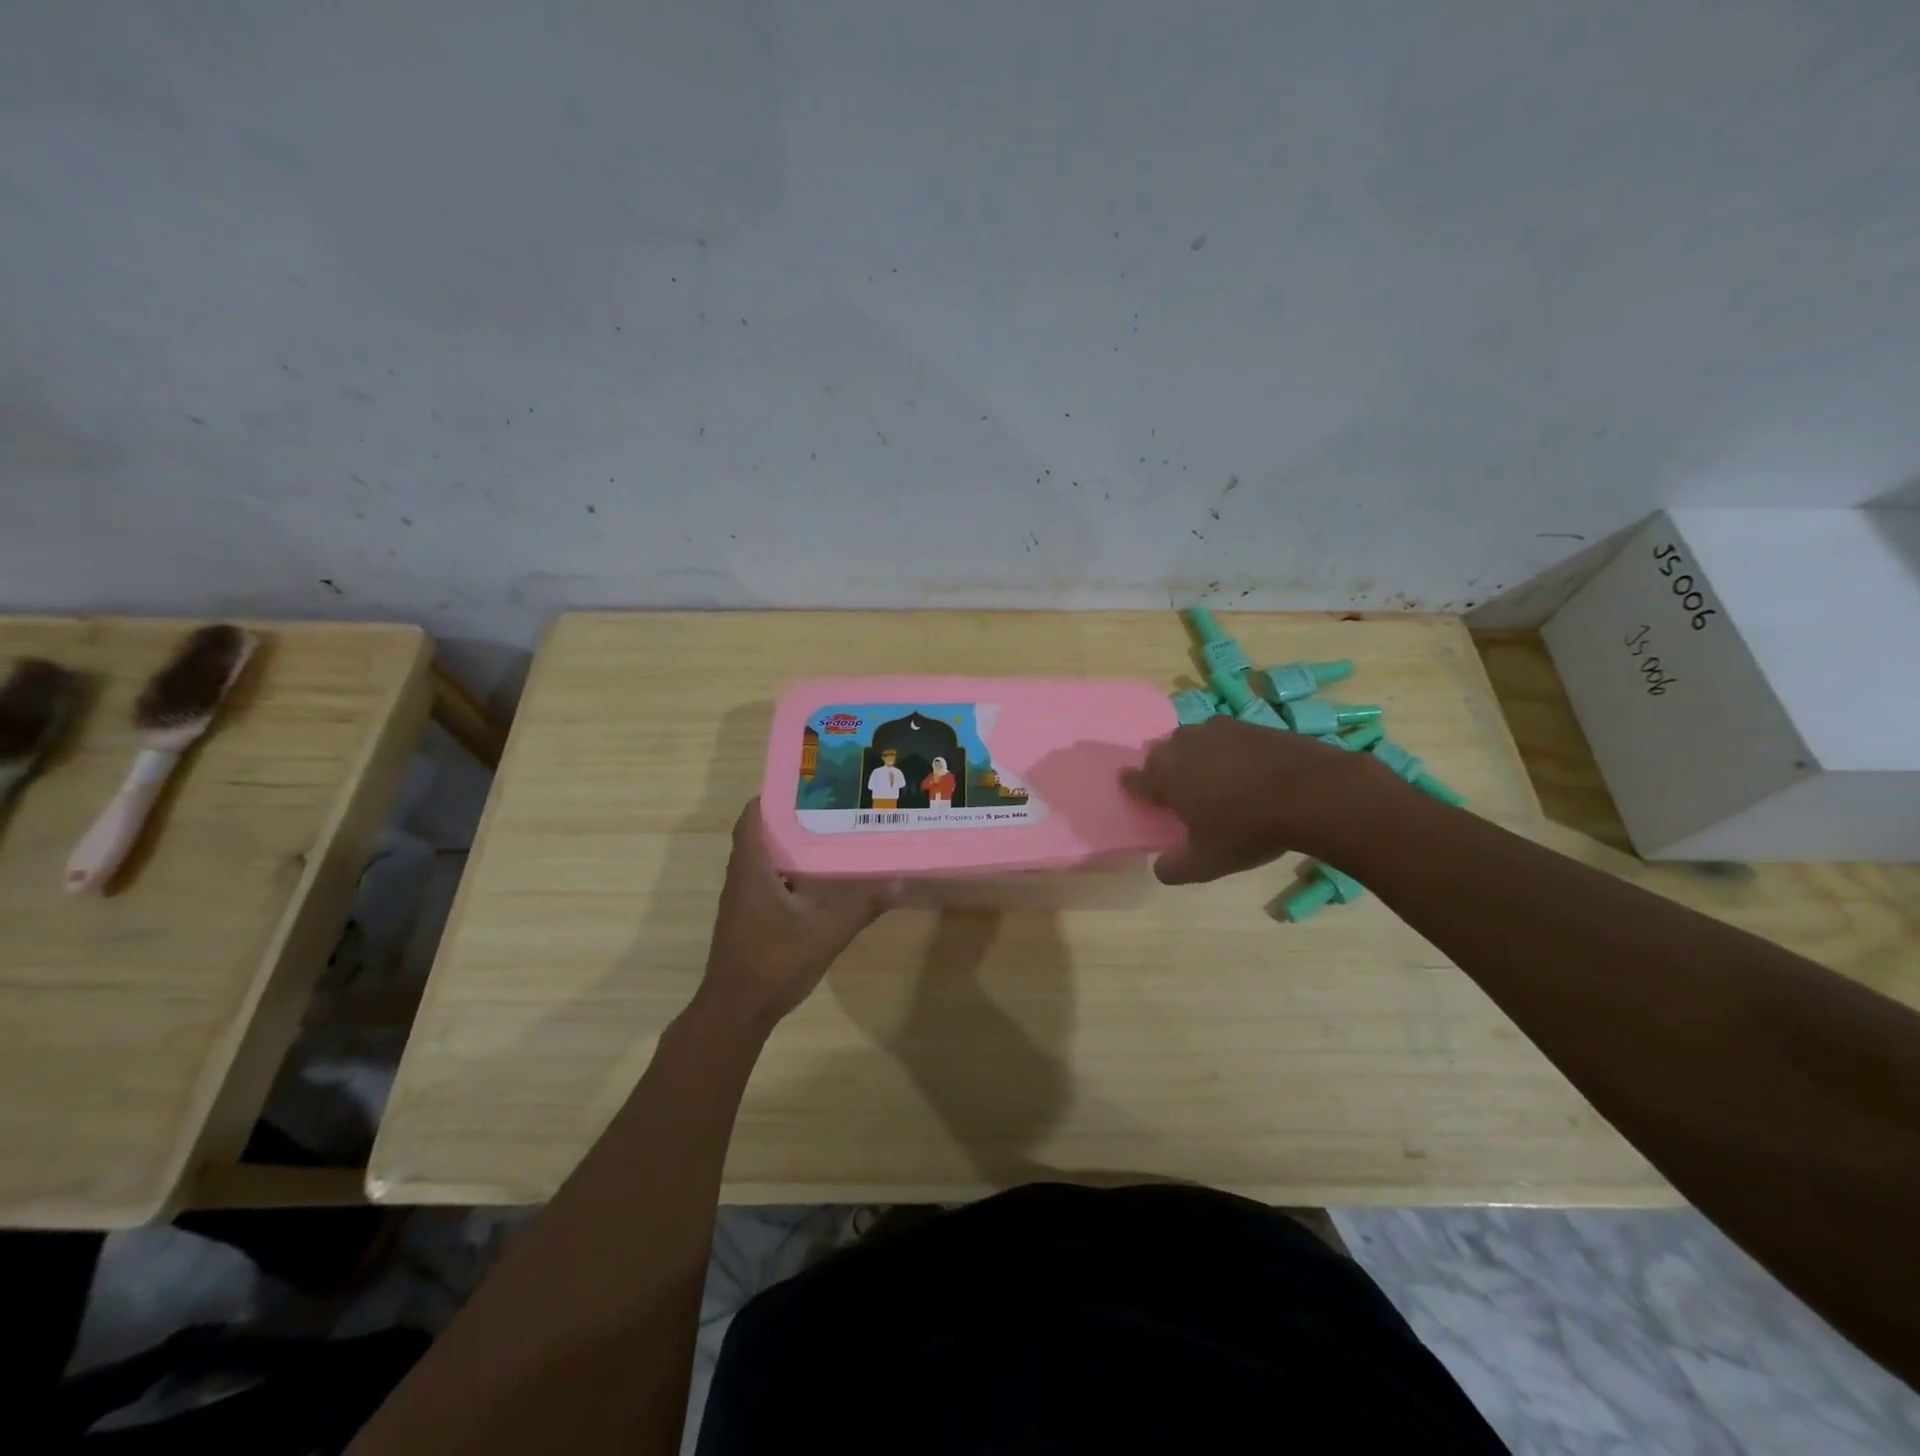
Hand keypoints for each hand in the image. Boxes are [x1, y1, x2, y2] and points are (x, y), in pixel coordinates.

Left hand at [695, 800, 900, 1030]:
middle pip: (761, 837)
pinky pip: (768, 884)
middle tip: (829, 808)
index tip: (802, 785)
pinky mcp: (748, 922)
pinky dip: (790, 876)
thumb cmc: (773, 962)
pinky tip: (819, 883)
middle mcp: (742, 880)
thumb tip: (899, 881)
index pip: (752, 820)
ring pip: (765, 863)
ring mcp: (742, 903)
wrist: (736, 1012)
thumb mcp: (825, 933)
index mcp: (752, 870)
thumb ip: (862, 906)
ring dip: (790, 849)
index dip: (771, 798)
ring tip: (829, 837)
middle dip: (790, 821)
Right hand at [1121, 717, 1386, 883]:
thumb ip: (1174, 868)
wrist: (1312, 792)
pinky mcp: (1248, 724)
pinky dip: (1227, 751)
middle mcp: (1182, 745)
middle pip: (1160, 755)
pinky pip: (1224, 737)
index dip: (1134, 790)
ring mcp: (1216, 729)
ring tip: (1212, 780)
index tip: (1142, 800)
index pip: (1133, 779)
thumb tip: (1160, 867)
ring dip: (1194, 757)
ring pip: (1192, 741)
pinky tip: (1244, 771)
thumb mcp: (1206, 863)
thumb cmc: (1247, 829)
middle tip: (1179, 795)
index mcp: (1163, 775)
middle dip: (1164, 771)